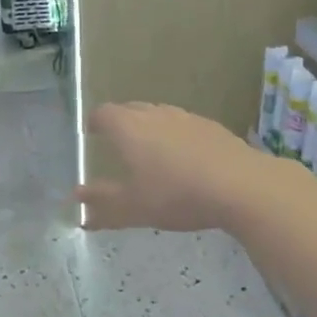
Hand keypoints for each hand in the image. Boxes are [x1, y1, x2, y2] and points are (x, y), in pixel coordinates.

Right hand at [76, 102, 278, 232]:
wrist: (240, 185)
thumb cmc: (176, 195)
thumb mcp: (133, 207)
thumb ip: (102, 203)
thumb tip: (76, 197)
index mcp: (129, 128)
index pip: (104, 113)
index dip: (95, 122)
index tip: (92, 133)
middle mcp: (155, 114)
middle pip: (131, 109)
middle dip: (121, 122)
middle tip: (117, 143)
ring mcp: (185, 117)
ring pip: (159, 114)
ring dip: (150, 127)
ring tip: (151, 151)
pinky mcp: (211, 126)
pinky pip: (183, 125)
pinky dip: (176, 136)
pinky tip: (185, 159)